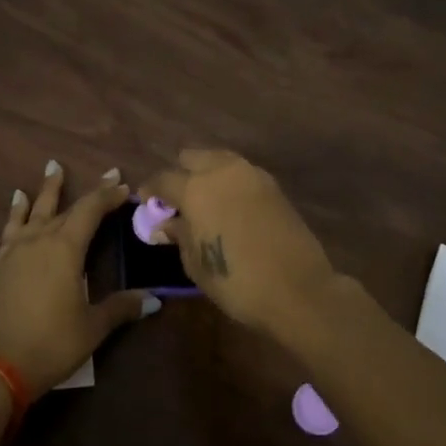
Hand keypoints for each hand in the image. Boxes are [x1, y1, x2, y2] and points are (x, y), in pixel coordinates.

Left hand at [0, 160, 158, 394]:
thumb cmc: (51, 343)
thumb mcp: (92, 327)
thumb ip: (120, 308)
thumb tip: (154, 299)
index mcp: (66, 249)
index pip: (90, 211)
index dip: (108, 196)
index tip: (124, 185)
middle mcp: (40, 240)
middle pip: (66, 207)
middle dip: (89, 191)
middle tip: (107, 173)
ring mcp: (16, 250)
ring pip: (34, 211)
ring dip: (46, 190)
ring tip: (53, 167)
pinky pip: (11, 227)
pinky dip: (16, 211)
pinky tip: (17, 202)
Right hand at [139, 149, 337, 336]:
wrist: (298, 289)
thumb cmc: (236, 281)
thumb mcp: (195, 263)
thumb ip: (179, 235)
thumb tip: (166, 223)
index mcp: (195, 188)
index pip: (163, 178)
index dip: (151, 190)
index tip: (147, 203)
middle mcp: (222, 171)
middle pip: (192, 156)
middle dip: (181, 172)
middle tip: (178, 199)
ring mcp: (251, 174)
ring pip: (219, 159)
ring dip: (207, 173)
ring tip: (205, 201)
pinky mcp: (273, 185)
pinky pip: (241, 173)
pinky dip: (230, 182)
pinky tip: (230, 206)